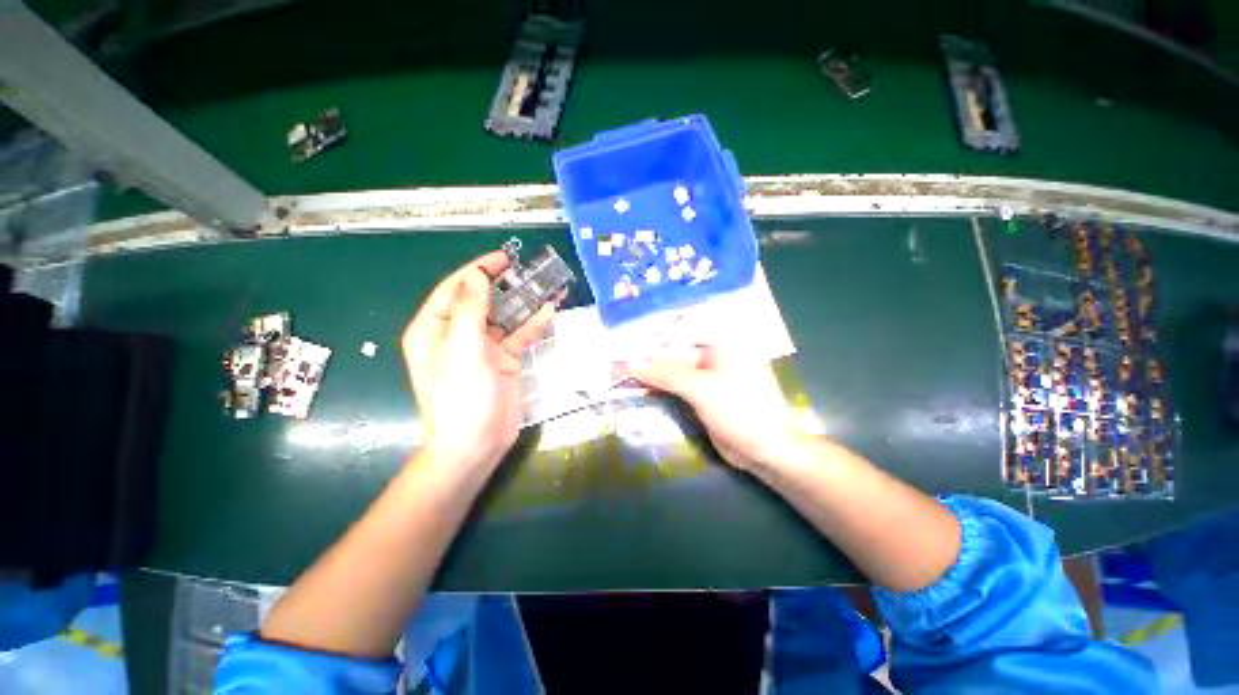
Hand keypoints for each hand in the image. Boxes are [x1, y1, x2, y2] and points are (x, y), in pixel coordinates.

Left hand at [401, 252, 554, 471]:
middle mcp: (457, 334)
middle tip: (530, 270)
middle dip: (505, 284)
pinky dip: (534, 324)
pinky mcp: (505, 361)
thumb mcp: (463, 350)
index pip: (455, 289)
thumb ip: (470, 311)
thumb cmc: (462, 398)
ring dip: (524, 302)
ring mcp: (483, 348)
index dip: (478, 270)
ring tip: (546, 284)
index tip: (504, 258)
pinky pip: (519, 336)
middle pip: (482, 300)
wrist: (477, 445)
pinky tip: (550, 311)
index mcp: (434, 329)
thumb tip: (478, 277)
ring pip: (505, 317)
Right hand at [632, 344, 805, 469]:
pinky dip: (662, 387)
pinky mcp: (705, 395)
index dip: (654, 335)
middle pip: (676, 351)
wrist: (767, 451)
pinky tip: (641, 388)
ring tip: (623, 373)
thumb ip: (666, 373)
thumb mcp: (702, 388)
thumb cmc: (741, 411)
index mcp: (723, 342)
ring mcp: (711, 376)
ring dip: (652, 374)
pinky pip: (679, 386)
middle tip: (619, 360)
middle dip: (650, 357)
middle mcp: (717, 354)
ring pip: (676, 369)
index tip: (627, 340)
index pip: (682, 330)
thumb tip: (633, 364)